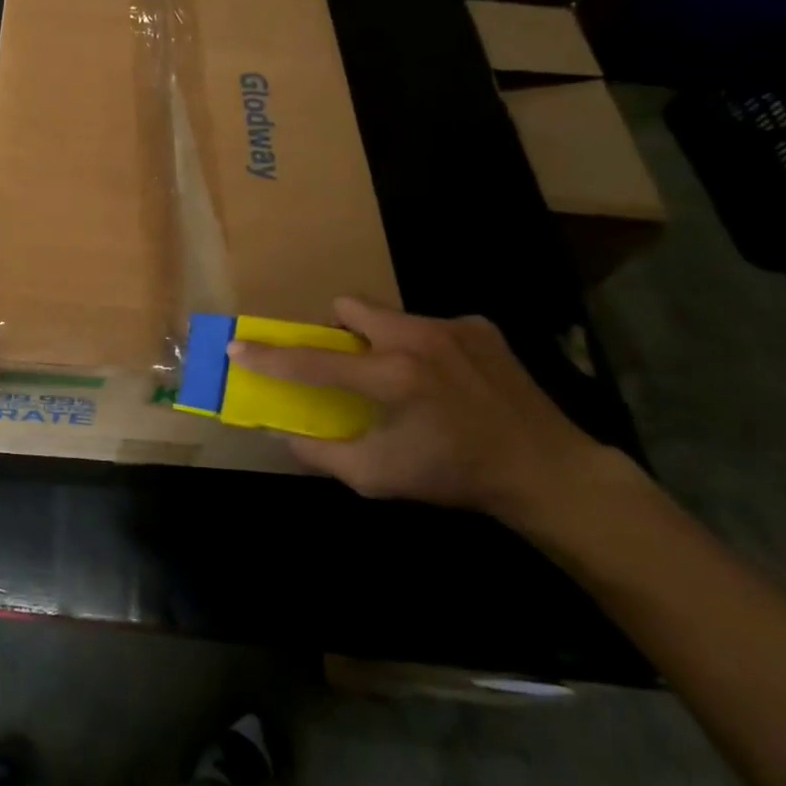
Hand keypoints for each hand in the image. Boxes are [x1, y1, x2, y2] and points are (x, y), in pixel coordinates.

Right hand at [227, 298, 603, 524]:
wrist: (548, 472)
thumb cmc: (455, 477)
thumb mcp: (379, 477)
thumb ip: (322, 452)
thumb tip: (282, 433)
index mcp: (392, 378)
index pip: (313, 362)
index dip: (270, 356)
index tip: (237, 346)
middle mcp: (418, 339)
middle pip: (350, 308)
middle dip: (337, 330)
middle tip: (346, 363)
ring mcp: (453, 327)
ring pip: (389, 315)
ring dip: (380, 339)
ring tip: (401, 377)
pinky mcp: (480, 327)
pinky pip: (429, 325)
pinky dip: (421, 346)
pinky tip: (444, 380)